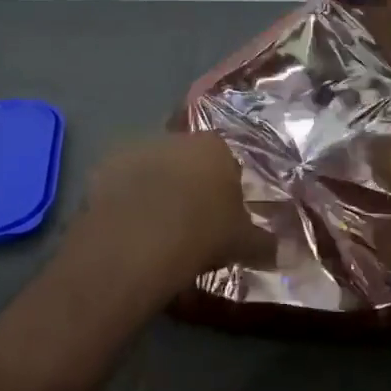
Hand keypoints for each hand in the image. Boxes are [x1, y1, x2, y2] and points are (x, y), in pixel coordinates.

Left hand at [66, 133, 271, 293]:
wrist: (138, 240)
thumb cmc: (202, 233)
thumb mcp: (242, 243)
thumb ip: (265, 243)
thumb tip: (287, 252)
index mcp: (215, 148)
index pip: (227, 158)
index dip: (226, 184)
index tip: (223, 211)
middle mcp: (176, 138)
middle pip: (187, 157)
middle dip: (189, 181)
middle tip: (191, 217)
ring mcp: (136, 148)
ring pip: (152, 166)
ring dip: (155, 186)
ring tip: (156, 223)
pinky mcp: (104, 166)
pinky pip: (121, 181)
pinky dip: (126, 196)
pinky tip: (128, 224)